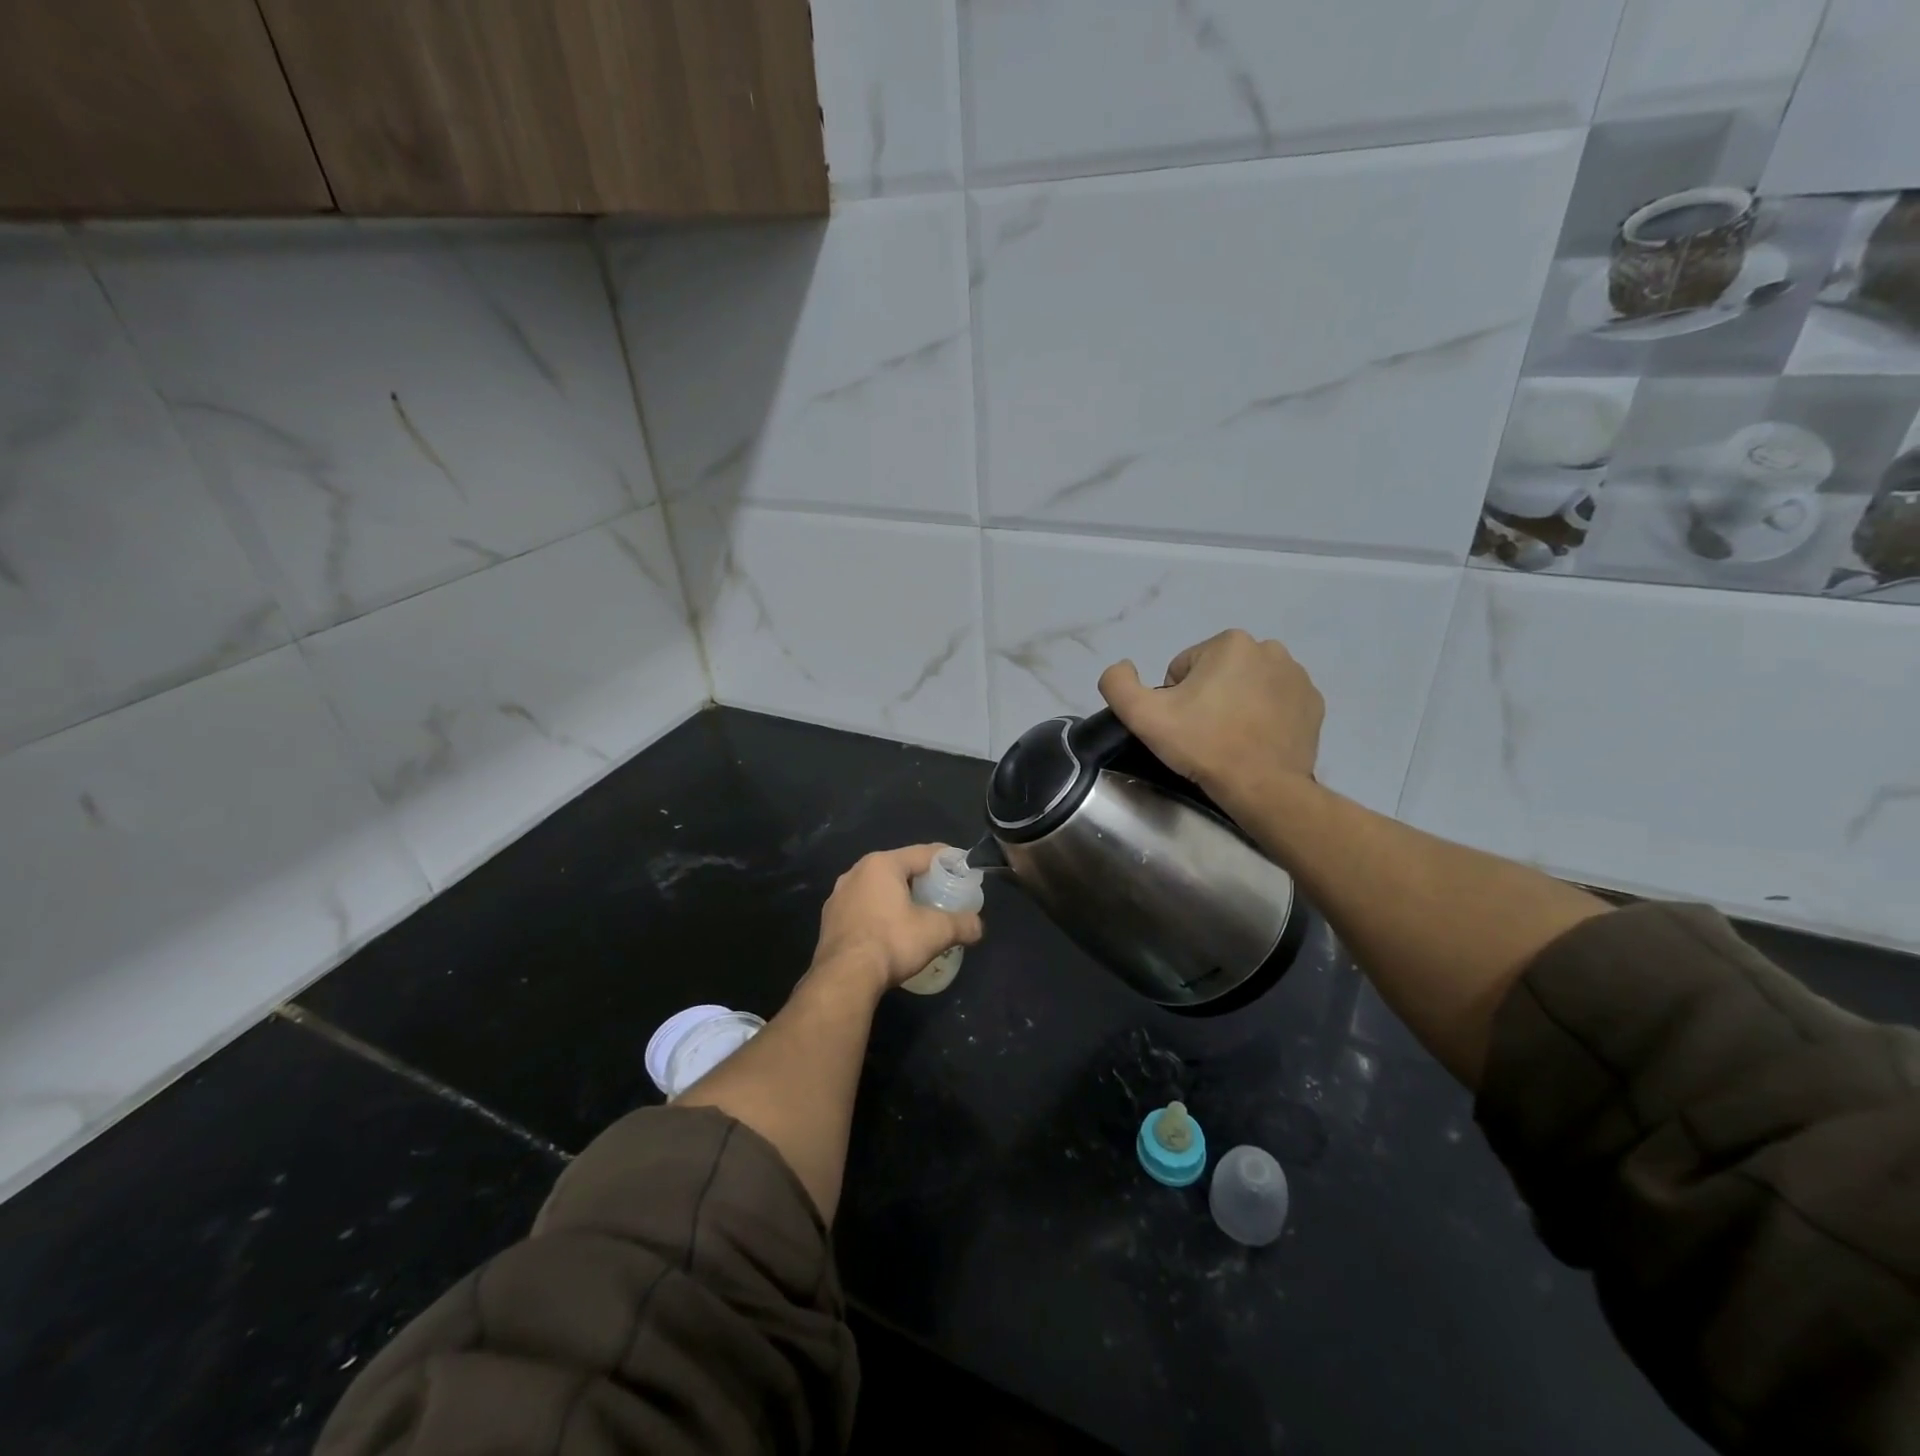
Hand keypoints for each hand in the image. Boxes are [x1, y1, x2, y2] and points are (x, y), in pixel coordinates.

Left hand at [811, 844, 983, 995]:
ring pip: (877, 888)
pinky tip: (889, 931)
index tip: (963, 869)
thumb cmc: (892, 942)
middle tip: (942, 893)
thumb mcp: (936, 932)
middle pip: (899, 868)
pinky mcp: (829, 919)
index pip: (923, 853)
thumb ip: (962, 924)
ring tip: (916, 914)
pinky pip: (861, 907)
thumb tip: (978, 927)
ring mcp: (838, 896)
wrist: (844, 978)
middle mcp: (856, 872)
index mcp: (882, 864)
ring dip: (897, 897)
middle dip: (921, 879)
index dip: (947, 859)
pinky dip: (878, 913)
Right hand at [1097, 629, 1323, 805]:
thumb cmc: (1203, 745)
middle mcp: (1269, 649)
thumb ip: (1117, 683)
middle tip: (1204, 734)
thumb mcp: (1143, 715)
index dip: (1175, 699)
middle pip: (1216, 674)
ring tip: (1230, 739)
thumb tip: (1122, 666)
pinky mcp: (1314, 703)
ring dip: (1235, 705)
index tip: (1183, 725)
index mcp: (1229, 643)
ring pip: (1247, 686)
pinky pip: (1275, 703)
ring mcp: (1297, 676)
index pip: (1183, 669)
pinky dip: (1263, 717)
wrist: (1262, 787)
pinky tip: (1255, 741)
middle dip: (1207, 698)